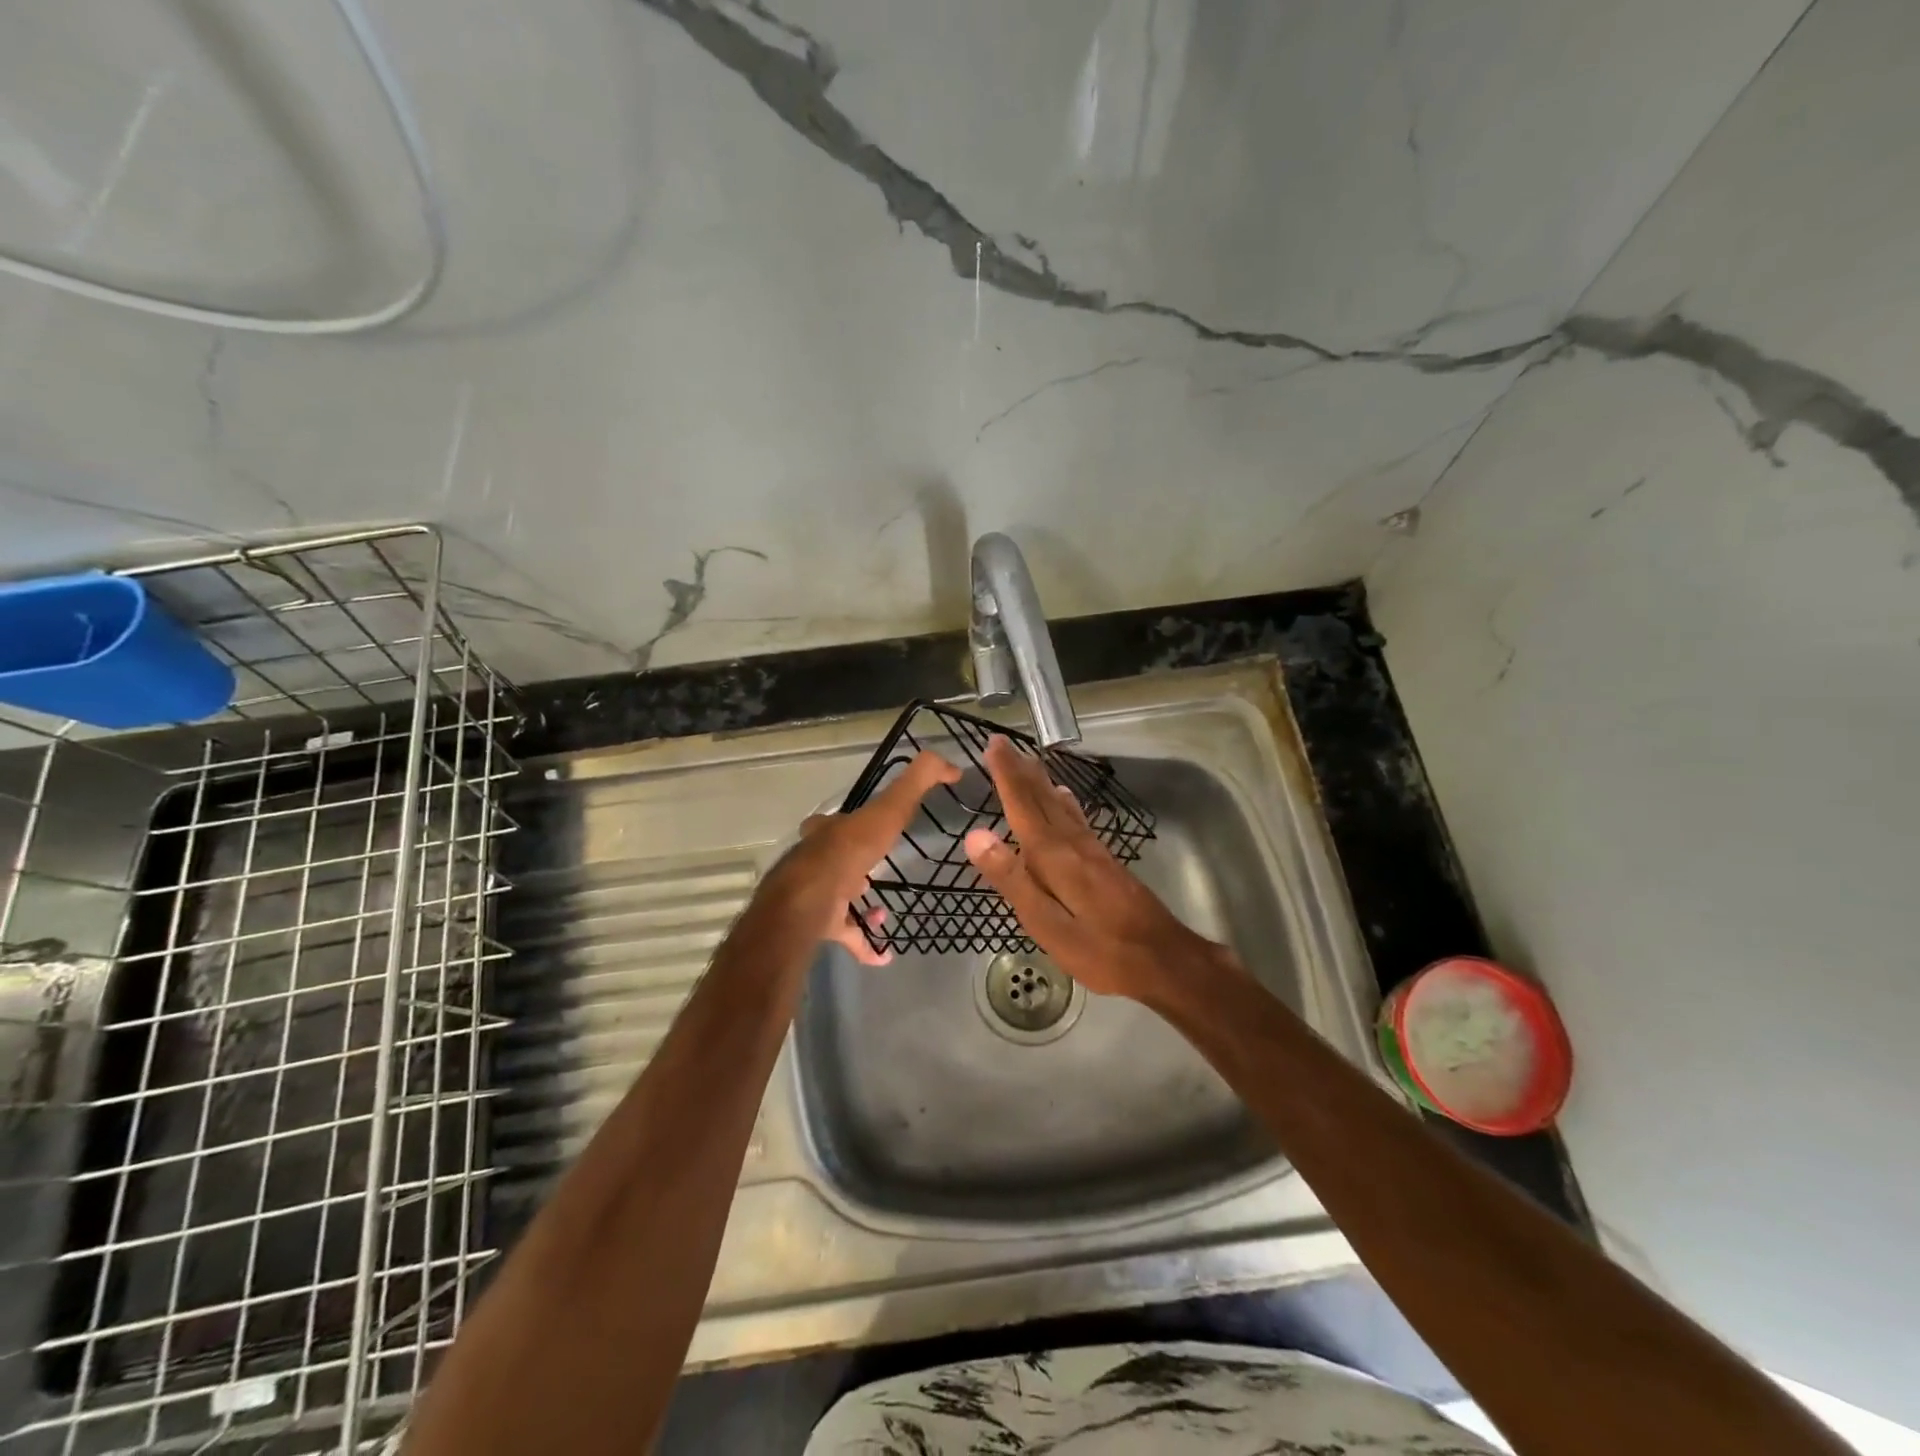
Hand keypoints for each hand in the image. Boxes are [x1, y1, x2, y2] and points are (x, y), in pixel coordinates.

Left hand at [763, 750, 961, 964]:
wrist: (810, 900)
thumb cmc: (850, 851)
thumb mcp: (890, 809)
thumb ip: (918, 782)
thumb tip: (952, 765)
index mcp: (829, 831)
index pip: (839, 821)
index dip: (857, 823)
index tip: (878, 830)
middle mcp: (816, 859)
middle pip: (835, 860)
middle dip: (857, 867)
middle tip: (877, 876)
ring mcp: (814, 894)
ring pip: (838, 898)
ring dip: (861, 906)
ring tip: (886, 913)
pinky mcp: (818, 925)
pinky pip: (844, 934)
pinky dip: (864, 944)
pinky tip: (884, 955)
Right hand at [962, 735, 1232, 999]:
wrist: (1167, 960)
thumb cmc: (1102, 950)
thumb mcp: (1047, 925)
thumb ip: (1012, 879)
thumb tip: (976, 836)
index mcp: (1054, 856)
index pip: (1024, 805)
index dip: (1007, 775)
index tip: (994, 745)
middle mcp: (1074, 843)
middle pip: (1043, 799)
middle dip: (1022, 771)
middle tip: (1005, 744)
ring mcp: (1094, 851)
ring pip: (1061, 806)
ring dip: (1041, 782)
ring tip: (1029, 763)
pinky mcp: (1107, 863)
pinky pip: (1077, 819)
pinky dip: (1064, 802)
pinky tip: (1065, 800)